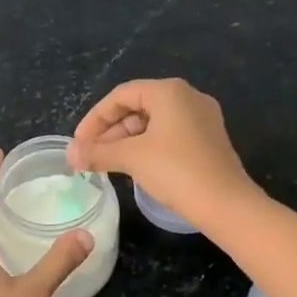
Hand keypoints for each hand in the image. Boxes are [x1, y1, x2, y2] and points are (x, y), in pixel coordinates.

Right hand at [67, 78, 259, 230]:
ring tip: (107, 163)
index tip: (79, 143)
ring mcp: (202, 118)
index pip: (121, 95)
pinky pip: (169, 134)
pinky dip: (147, 146)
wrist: (226, 204)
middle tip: (91, 155)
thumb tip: (70, 154)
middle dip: (110, 130)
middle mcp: (188, 97)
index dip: (94, 118)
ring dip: (126, 140)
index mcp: (169, 91)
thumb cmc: (176, 171)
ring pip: (153, 122)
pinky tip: (134, 166)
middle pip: (137, 106)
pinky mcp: (209, 139)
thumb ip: (98, 152)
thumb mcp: (132, 158)